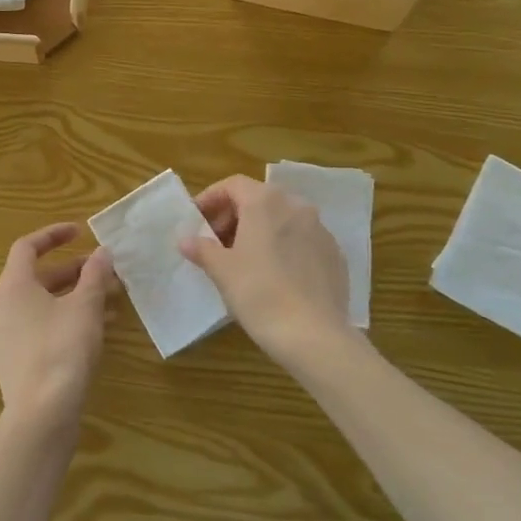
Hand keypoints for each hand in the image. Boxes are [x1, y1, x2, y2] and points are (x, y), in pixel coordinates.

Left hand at [0, 223, 113, 436]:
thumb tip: (102, 252)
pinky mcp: (16, 360)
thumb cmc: (62, 349)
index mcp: (12, 286)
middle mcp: (2, 306)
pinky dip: (67, 319)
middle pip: (38, 277)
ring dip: (75, 296)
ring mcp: (6, 335)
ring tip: (112, 299)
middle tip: (104, 270)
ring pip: (43, 304)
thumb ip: (94, 275)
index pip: (27, 247)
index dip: (54, 234)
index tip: (80, 231)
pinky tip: (99, 329)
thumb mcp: (85, 307)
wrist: (41, 415)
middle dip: (74, 270)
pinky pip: (42, 327)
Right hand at [179, 175, 356, 372]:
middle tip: (216, 243)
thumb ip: (202, 249)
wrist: (314, 335)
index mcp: (266, 202)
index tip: (197, 221)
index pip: (233, 185)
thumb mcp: (222, 271)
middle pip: (259, 199)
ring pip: (283, 219)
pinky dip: (283, 246)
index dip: (211, 199)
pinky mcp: (335, 254)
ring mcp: (320, 230)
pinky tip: (274, 275)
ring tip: (243, 260)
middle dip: (234, 216)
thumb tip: (186, 240)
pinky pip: (302, 240)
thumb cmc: (259, 294)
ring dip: (259, 230)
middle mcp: (296, 206)